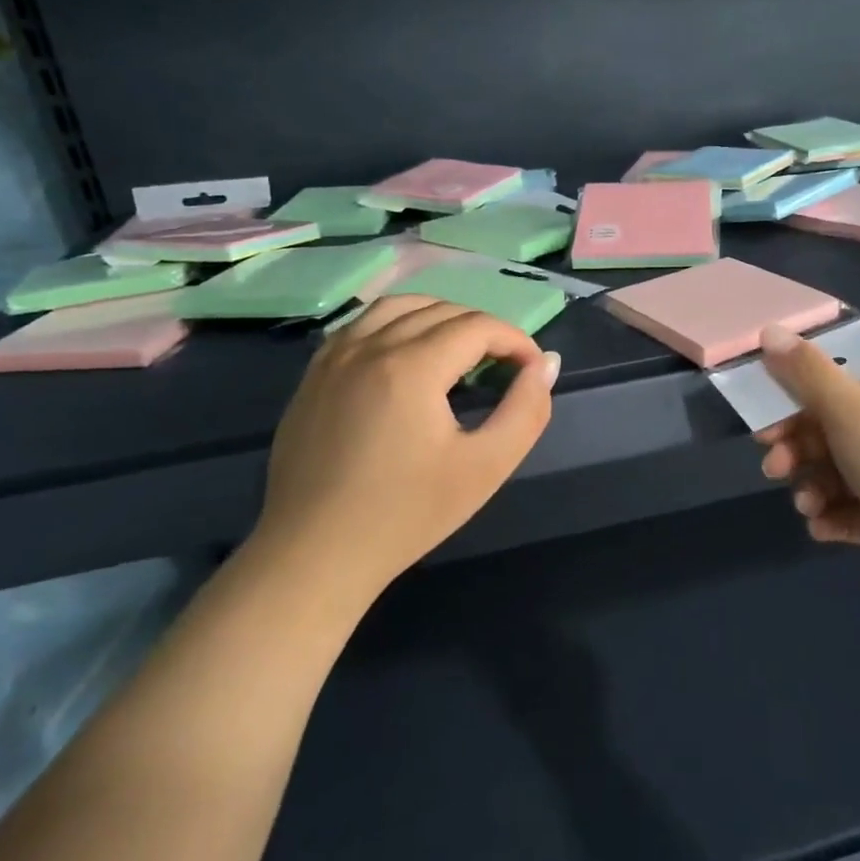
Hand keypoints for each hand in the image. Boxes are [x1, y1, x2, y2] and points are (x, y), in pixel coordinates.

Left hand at [250, 296, 558, 595]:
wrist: (315, 554)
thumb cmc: (407, 515)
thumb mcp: (485, 467)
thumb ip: (526, 411)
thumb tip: (546, 363)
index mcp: (412, 366)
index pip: (478, 326)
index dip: (515, 340)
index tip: (531, 369)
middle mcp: (370, 346)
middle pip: (441, 310)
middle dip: (483, 329)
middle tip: (503, 366)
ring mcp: (334, 357)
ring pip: (397, 306)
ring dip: (439, 317)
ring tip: (459, 351)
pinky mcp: (314, 375)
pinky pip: (361, 325)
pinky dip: (396, 324)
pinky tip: (407, 356)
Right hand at [753, 325, 859, 611]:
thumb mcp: (849, 410)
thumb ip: (805, 371)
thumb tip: (770, 328)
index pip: (837, 390)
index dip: (795, 407)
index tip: (763, 429)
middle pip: (833, 433)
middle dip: (798, 452)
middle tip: (773, 469)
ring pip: (839, 475)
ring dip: (812, 488)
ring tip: (807, 507)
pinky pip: (854, 511)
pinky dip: (833, 517)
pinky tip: (823, 529)